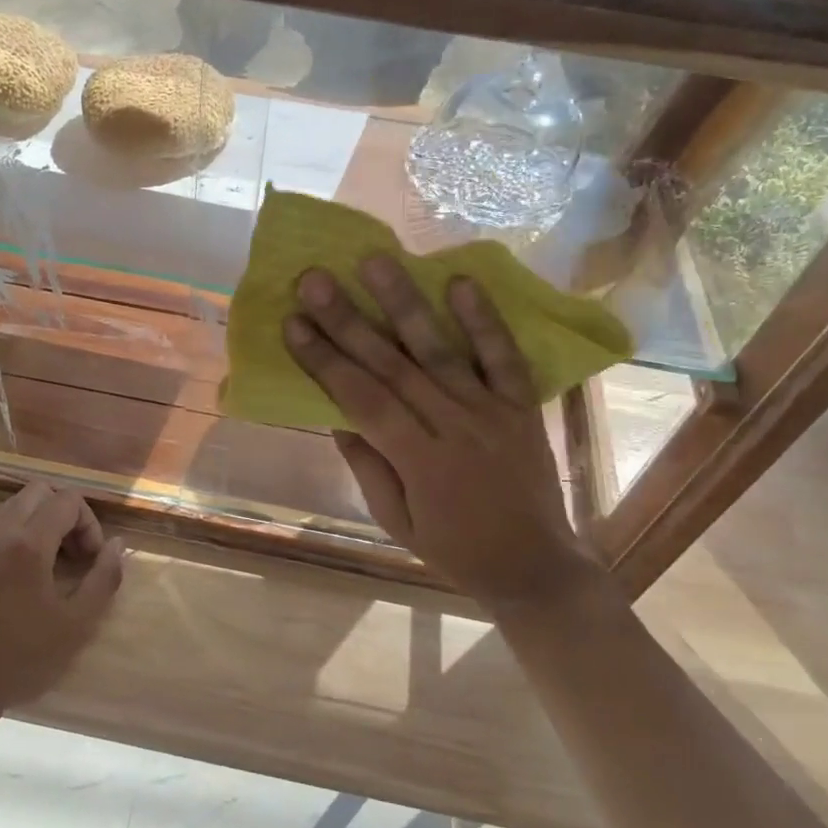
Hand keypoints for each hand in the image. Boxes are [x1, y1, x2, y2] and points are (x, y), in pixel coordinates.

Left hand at [0, 482, 125, 733]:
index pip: (68, 501)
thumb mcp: (76, 625)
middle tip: (72, 555)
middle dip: (64, 514)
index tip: (90, 560)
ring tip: (44, 568)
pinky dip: (10, 536)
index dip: (90, 524)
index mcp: (27, 543)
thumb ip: (104, 578)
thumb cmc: (19, 661)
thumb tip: (117, 544)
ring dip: (36, 524)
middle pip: (38, 492)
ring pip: (11, 507)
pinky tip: (13, 578)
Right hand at [284, 258, 597, 612]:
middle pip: (392, 365)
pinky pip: (504, 357)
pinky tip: (460, 282)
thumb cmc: (454, 549)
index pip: (362, 400)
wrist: (535, 566)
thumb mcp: (397, 520)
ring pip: (441, 350)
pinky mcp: (522, 405)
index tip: (293, 323)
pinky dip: (484, 320)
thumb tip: (336, 413)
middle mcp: (454, 427)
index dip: (324, 361)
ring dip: (405, 303)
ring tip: (375, 260)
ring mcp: (492, 412)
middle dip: (349, 320)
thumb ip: (368, 464)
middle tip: (315, 279)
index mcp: (420, 462)